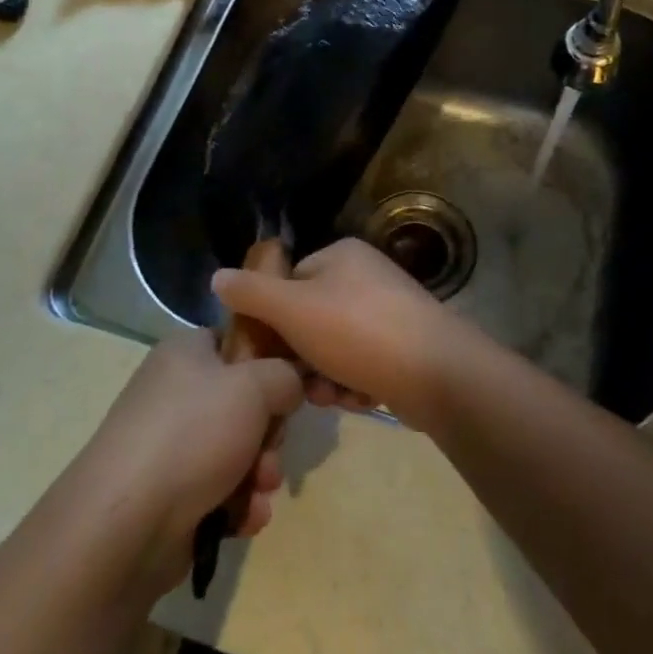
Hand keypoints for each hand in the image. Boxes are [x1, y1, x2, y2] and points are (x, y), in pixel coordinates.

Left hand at [78, 331, 301, 585]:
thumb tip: (290, 383)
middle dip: (269, 434)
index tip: (290, 388)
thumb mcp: (254, 386)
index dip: (269, 363)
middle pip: (245, 402)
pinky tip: (243, 518)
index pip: (238, 342)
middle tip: (270, 449)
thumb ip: (285, 374)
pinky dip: (238, 504)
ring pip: (239, 451)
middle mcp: (176, 393)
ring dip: (259, 473)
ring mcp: (171, 446)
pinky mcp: (171, 495)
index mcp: (186, 353)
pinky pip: (222, 491)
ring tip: (258, 490)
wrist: (126, 525)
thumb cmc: (193, 434)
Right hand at [212, 237, 482, 428]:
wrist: (435, 373)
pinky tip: (360, 398)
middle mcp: (366, 276)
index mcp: (341, 255)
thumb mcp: (292, 309)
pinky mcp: (405, 346)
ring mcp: (389, 311)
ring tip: (334, 395)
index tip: (268, 351)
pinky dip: (355, 383)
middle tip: (303, 383)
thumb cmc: (357, 331)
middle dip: (303, 358)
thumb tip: (217, 276)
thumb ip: (252, 293)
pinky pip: (363, 363)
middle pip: (311, 319)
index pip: (289, 281)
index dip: (274, 318)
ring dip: (327, 377)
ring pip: (334, 347)